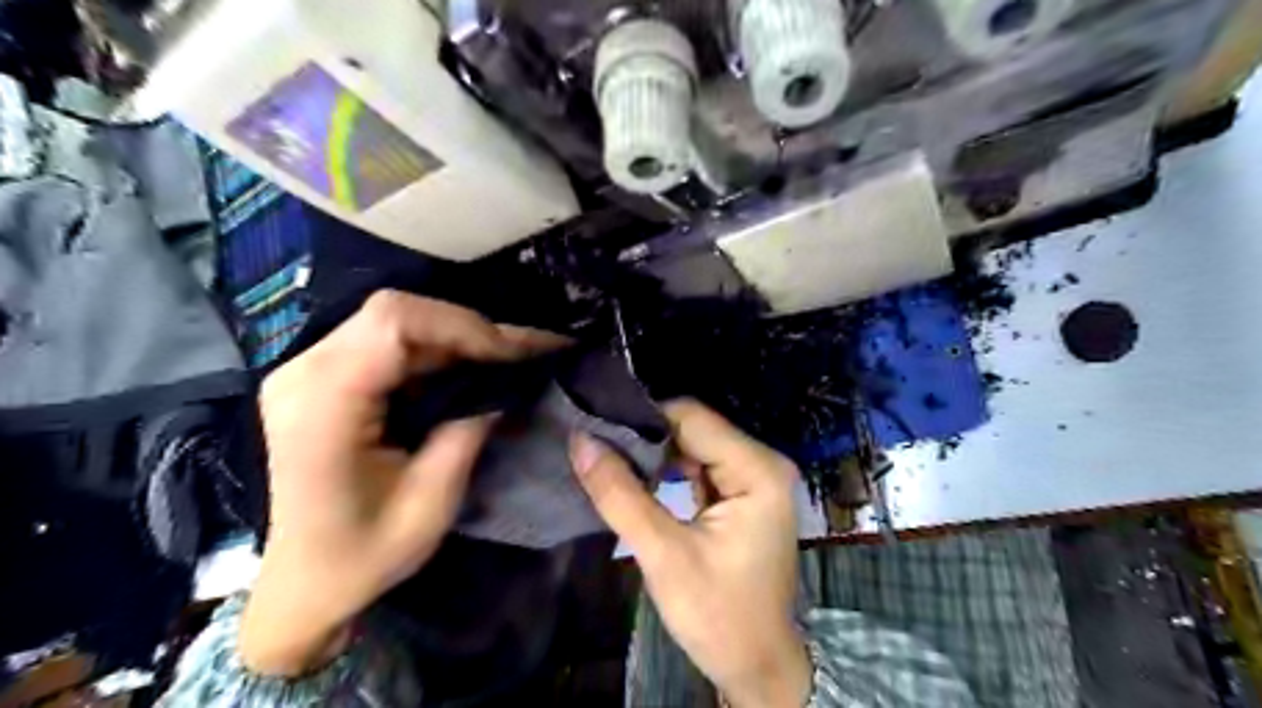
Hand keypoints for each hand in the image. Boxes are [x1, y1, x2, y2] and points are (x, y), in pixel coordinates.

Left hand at [240, 291, 566, 678]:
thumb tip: (509, 383)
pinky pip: (387, 340)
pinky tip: (468, 369)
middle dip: (468, 329)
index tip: (515, 355)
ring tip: (506, 360)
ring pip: (395, 320)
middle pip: (395, 312)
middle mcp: (304, 372)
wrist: (301, 584)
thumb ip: (469, 432)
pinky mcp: (321, 375)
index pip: (394, 323)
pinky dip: (436, 350)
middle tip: (522, 354)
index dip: (464, 327)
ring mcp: (307, 369)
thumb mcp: (430, 502)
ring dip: (456, 337)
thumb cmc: (361, 554)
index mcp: (322, 405)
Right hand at [569, 402, 808, 703]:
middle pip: (694, 429)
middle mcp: (763, 463)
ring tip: (610, 463)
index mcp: (757, 470)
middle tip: (598, 449)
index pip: (691, 418)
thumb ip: (620, 494)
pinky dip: (668, 472)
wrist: (757, 667)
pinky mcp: (744, 494)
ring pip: (694, 446)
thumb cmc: (717, 615)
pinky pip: (700, 467)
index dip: (643, 421)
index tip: (597, 430)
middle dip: (646, 439)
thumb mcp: (663, 554)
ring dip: (654, 457)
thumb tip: (580, 439)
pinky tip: (638, 481)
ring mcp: (756, 478)